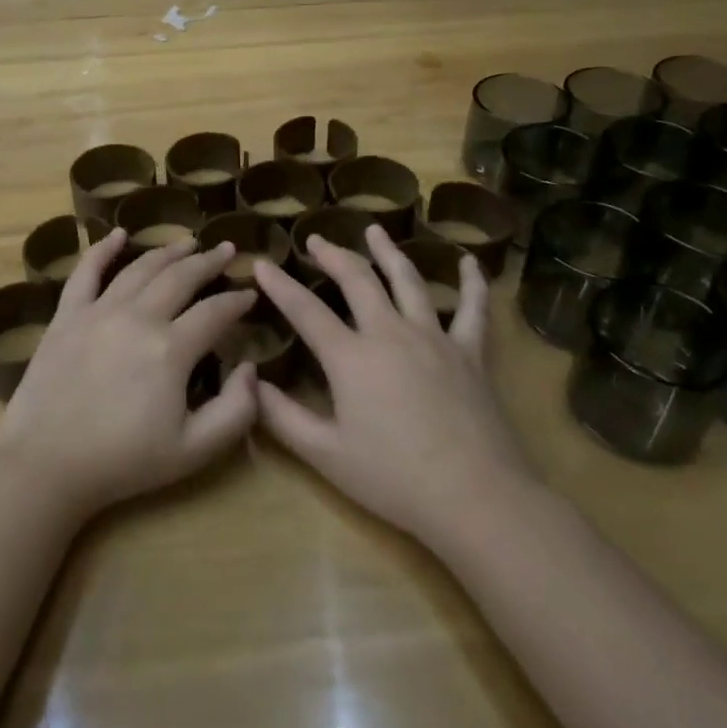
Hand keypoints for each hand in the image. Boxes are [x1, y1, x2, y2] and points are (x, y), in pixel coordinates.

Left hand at [0, 228, 259, 521]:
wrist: (45, 466)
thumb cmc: (123, 462)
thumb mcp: (194, 451)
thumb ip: (236, 411)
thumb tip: (249, 368)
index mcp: (172, 349)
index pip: (215, 312)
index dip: (237, 301)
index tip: (249, 294)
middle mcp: (139, 317)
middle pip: (181, 277)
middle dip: (209, 261)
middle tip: (226, 250)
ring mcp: (99, 311)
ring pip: (141, 269)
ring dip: (168, 251)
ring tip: (188, 242)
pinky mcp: (66, 316)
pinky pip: (86, 272)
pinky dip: (103, 249)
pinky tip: (118, 234)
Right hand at [252, 224, 532, 550]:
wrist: (474, 497)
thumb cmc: (394, 479)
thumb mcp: (326, 455)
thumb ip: (283, 418)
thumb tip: (251, 384)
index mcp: (351, 357)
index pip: (305, 310)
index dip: (280, 284)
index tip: (262, 262)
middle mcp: (390, 332)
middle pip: (357, 279)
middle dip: (332, 254)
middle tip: (316, 239)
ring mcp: (434, 337)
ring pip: (408, 280)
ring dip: (388, 252)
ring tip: (374, 230)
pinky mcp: (470, 352)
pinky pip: (472, 309)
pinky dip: (472, 283)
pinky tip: (470, 262)